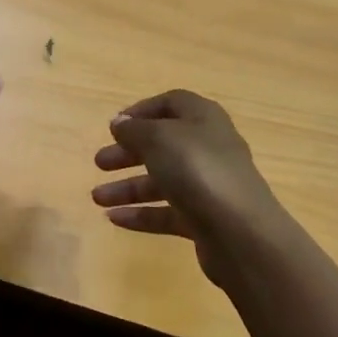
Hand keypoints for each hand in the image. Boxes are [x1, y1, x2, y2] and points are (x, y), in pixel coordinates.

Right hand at [90, 90, 281, 285]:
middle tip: (99, 163)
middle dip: (129, 152)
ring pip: (163, 180)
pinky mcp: (205, 219)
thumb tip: (120, 123)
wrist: (240, 232)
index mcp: (203, 118)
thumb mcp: (159, 139)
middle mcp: (209, 148)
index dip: (142, 111)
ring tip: (97, 198)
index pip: (172, 104)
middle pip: (164, 144)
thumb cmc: (198, 170)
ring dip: (128, 186)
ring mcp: (209, 185)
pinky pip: (167, 212)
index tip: (114, 126)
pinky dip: (142, 214)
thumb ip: (135, 130)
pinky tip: (114, 220)